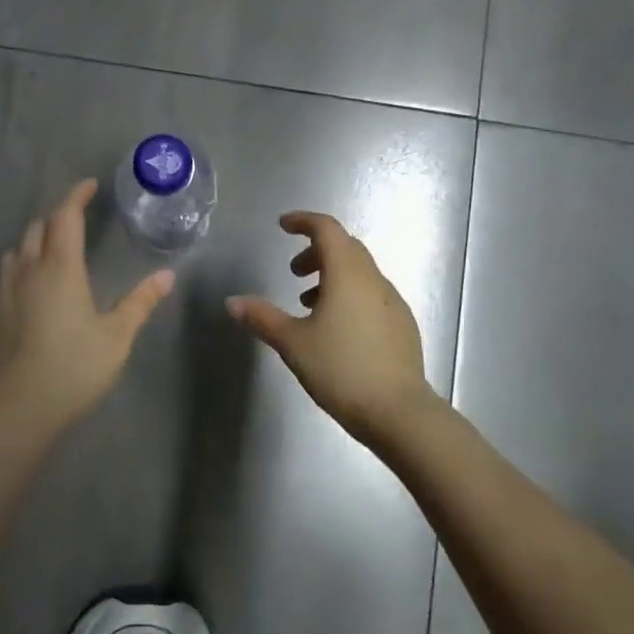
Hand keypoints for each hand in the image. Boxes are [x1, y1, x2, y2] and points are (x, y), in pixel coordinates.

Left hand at [0, 179, 173, 433]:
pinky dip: (23, 262)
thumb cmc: (76, 367)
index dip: (77, 196)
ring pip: (20, 248)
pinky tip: (33, 280)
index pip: (65, 217)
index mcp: (61, 268)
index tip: (90, 186)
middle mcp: (29, 270)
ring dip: (38, 238)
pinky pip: (7, 271)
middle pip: (39, 227)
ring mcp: (6, 290)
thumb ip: (140, 302)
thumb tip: (166, 276)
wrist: (22, 406)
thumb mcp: (117, 336)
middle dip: (58, 216)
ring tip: (56, 247)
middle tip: (79, 219)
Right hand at [227, 212, 436, 447]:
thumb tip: (232, 302)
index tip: (283, 226)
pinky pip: (371, 294)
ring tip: (308, 303)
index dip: (304, 221)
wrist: (398, 412)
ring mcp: (392, 302)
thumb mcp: (293, 343)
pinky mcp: (402, 325)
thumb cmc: (341, 369)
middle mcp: (373, 279)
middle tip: (293, 271)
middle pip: (345, 247)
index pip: (327, 229)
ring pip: (360, 272)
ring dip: (333, 275)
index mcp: (347, 274)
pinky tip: (337, 328)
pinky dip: (350, 295)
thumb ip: (262, 318)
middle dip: (316, 250)